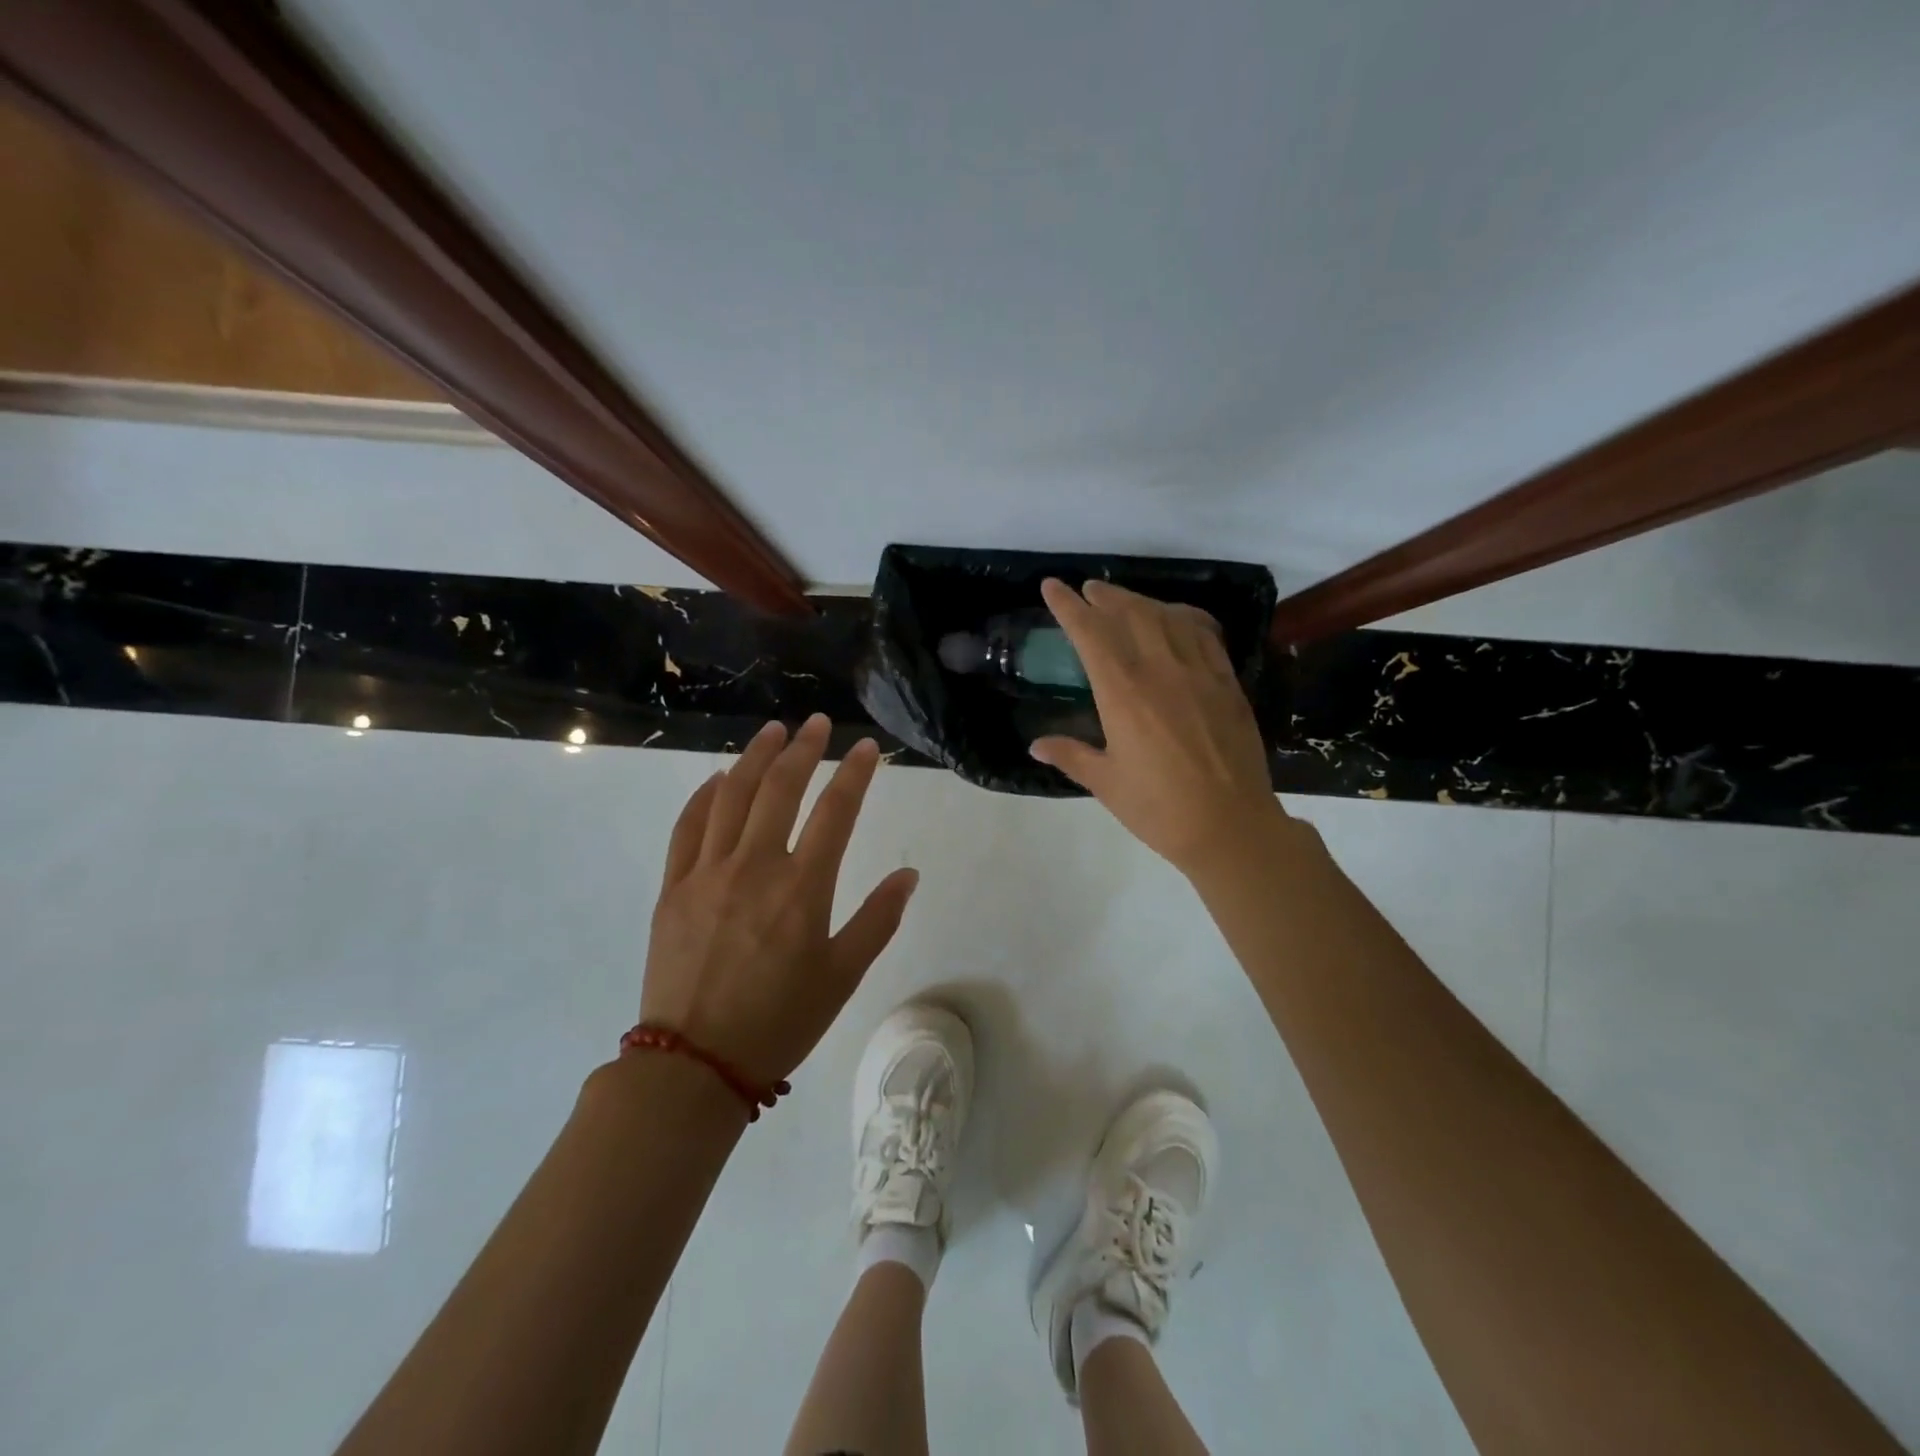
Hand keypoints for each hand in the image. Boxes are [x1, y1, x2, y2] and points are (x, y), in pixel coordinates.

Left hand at [640, 714, 917, 1086]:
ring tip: (771, 731)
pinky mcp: (673, 887)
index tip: (866, 747)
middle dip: (803, 748)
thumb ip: (878, 920)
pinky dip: (705, 796)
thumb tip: (908, 875)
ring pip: (732, 796)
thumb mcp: (842, 976)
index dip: (855, 773)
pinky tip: (719, 779)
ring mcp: (707, 873)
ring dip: (754, 757)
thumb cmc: (780, 1021)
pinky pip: (688, 827)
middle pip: (780, 788)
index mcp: (802, 888)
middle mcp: (754, 867)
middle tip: (816, 724)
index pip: (835, 812)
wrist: (694, 1064)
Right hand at [1030, 578, 1283, 875]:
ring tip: (1124, 600)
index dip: (1068, 607)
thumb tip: (1036, 745)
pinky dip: (1184, 617)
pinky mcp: (1227, 682)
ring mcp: (1199, 672)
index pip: (1090, 634)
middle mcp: (1160, 670)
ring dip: (1141, 601)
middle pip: (1130, 614)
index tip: (1053, 587)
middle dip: (1105, 596)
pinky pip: (1204, 633)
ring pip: (1168, 617)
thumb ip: (1071, 756)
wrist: (1230, 826)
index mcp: (1123, 693)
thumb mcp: (1106, 783)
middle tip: (1089, 590)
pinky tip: (1176, 619)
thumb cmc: (1159, 808)